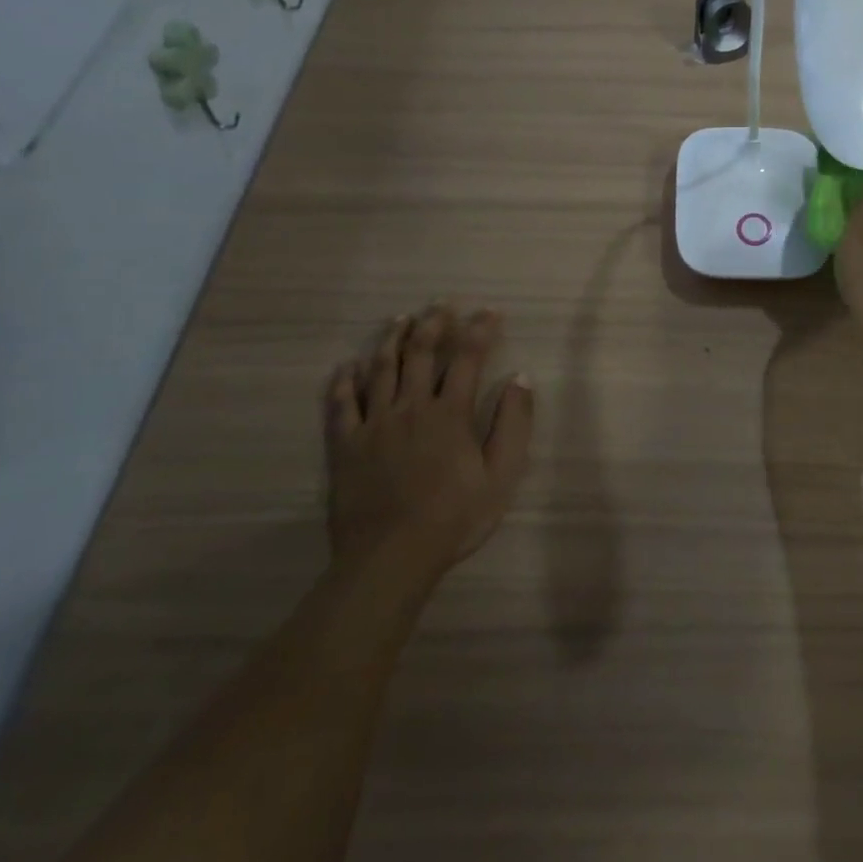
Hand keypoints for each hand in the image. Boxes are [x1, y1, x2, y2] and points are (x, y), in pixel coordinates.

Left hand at [322, 304, 534, 569]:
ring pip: (380, 370)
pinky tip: (347, 366)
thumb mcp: (501, 475)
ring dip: (392, 340)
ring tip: (400, 319)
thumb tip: (521, 378)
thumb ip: (513, 424)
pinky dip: (344, 380)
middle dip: (433, 323)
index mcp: (450, 413)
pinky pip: (341, 404)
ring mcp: (374, 424)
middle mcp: (410, 407)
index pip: (468, 358)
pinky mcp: (345, 445)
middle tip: (441, 303)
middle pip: (421, 353)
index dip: (480, 330)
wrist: (391, 558)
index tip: (490, 312)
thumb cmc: (454, 517)